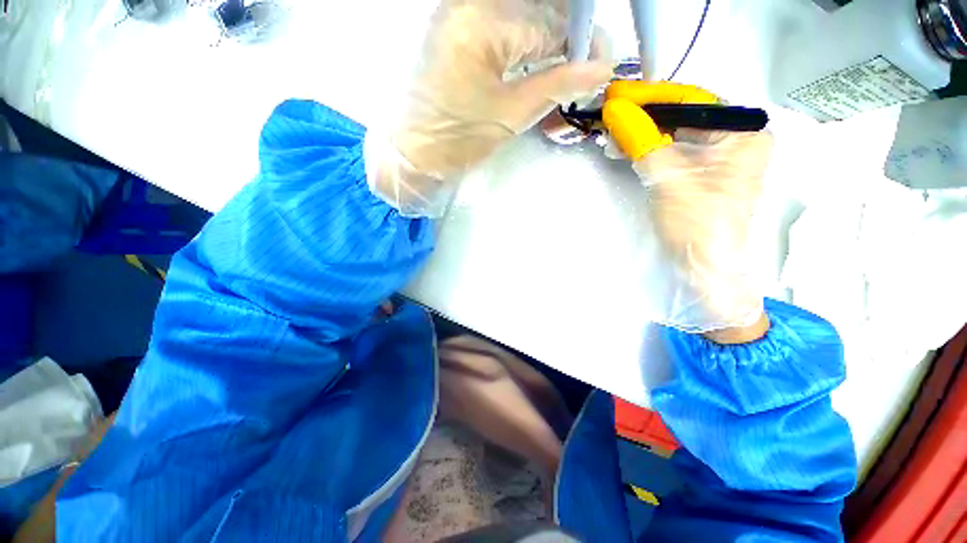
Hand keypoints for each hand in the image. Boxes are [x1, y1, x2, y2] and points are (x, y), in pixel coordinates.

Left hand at [366, 0, 612, 216]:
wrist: (413, 153)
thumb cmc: (456, 139)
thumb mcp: (510, 115)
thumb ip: (557, 85)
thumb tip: (599, 70)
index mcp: (481, 20)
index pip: (550, 22)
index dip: (582, 44)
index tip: (601, 65)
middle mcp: (469, 5)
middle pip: (537, 12)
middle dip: (566, 42)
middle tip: (583, 71)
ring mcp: (459, 16)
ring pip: (521, 20)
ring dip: (546, 46)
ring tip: (562, 76)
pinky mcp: (455, 32)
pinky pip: (501, 30)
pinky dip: (523, 49)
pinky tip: (535, 68)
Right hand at [603, 81, 771, 335]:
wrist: (704, 267)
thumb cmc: (696, 221)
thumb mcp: (667, 175)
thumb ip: (641, 139)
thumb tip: (613, 110)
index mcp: (743, 131)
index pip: (691, 99)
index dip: (650, 97)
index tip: (616, 96)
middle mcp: (736, 138)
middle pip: (683, 116)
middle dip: (644, 118)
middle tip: (610, 117)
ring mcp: (719, 158)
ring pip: (675, 135)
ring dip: (643, 135)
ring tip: (612, 135)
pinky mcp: (702, 175)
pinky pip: (673, 153)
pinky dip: (649, 151)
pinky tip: (627, 149)